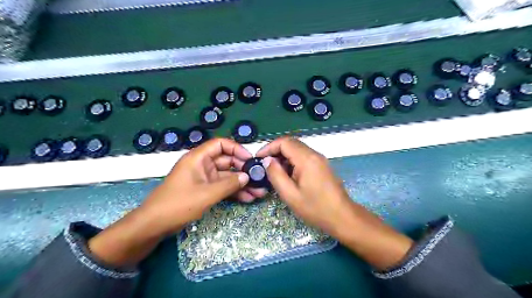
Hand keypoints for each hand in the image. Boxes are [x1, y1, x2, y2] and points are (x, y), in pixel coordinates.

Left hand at [90, 138, 269, 266]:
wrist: (154, 225)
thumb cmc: (178, 204)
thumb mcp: (206, 194)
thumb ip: (229, 184)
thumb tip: (247, 177)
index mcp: (198, 158)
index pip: (221, 144)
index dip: (237, 149)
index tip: (250, 160)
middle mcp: (203, 165)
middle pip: (227, 162)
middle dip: (243, 170)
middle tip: (259, 179)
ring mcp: (204, 179)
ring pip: (227, 177)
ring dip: (242, 184)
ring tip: (258, 192)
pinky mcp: (205, 190)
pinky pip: (223, 187)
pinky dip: (234, 192)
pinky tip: (248, 198)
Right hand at [256, 138, 412, 269]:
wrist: (342, 216)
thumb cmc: (315, 208)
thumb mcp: (290, 194)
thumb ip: (276, 175)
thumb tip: (267, 161)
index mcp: (306, 159)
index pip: (284, 142)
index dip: (269, 147)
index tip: (259, 158)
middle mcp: (314, 154)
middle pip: (291, 143)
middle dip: (275, 151)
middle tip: (264, 165)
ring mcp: (319, 159)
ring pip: (297, 149)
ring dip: (283, 156)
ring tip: (274, 171)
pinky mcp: (321, 165)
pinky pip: (304, 156)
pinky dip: (292, 161)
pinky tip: (287, 174)